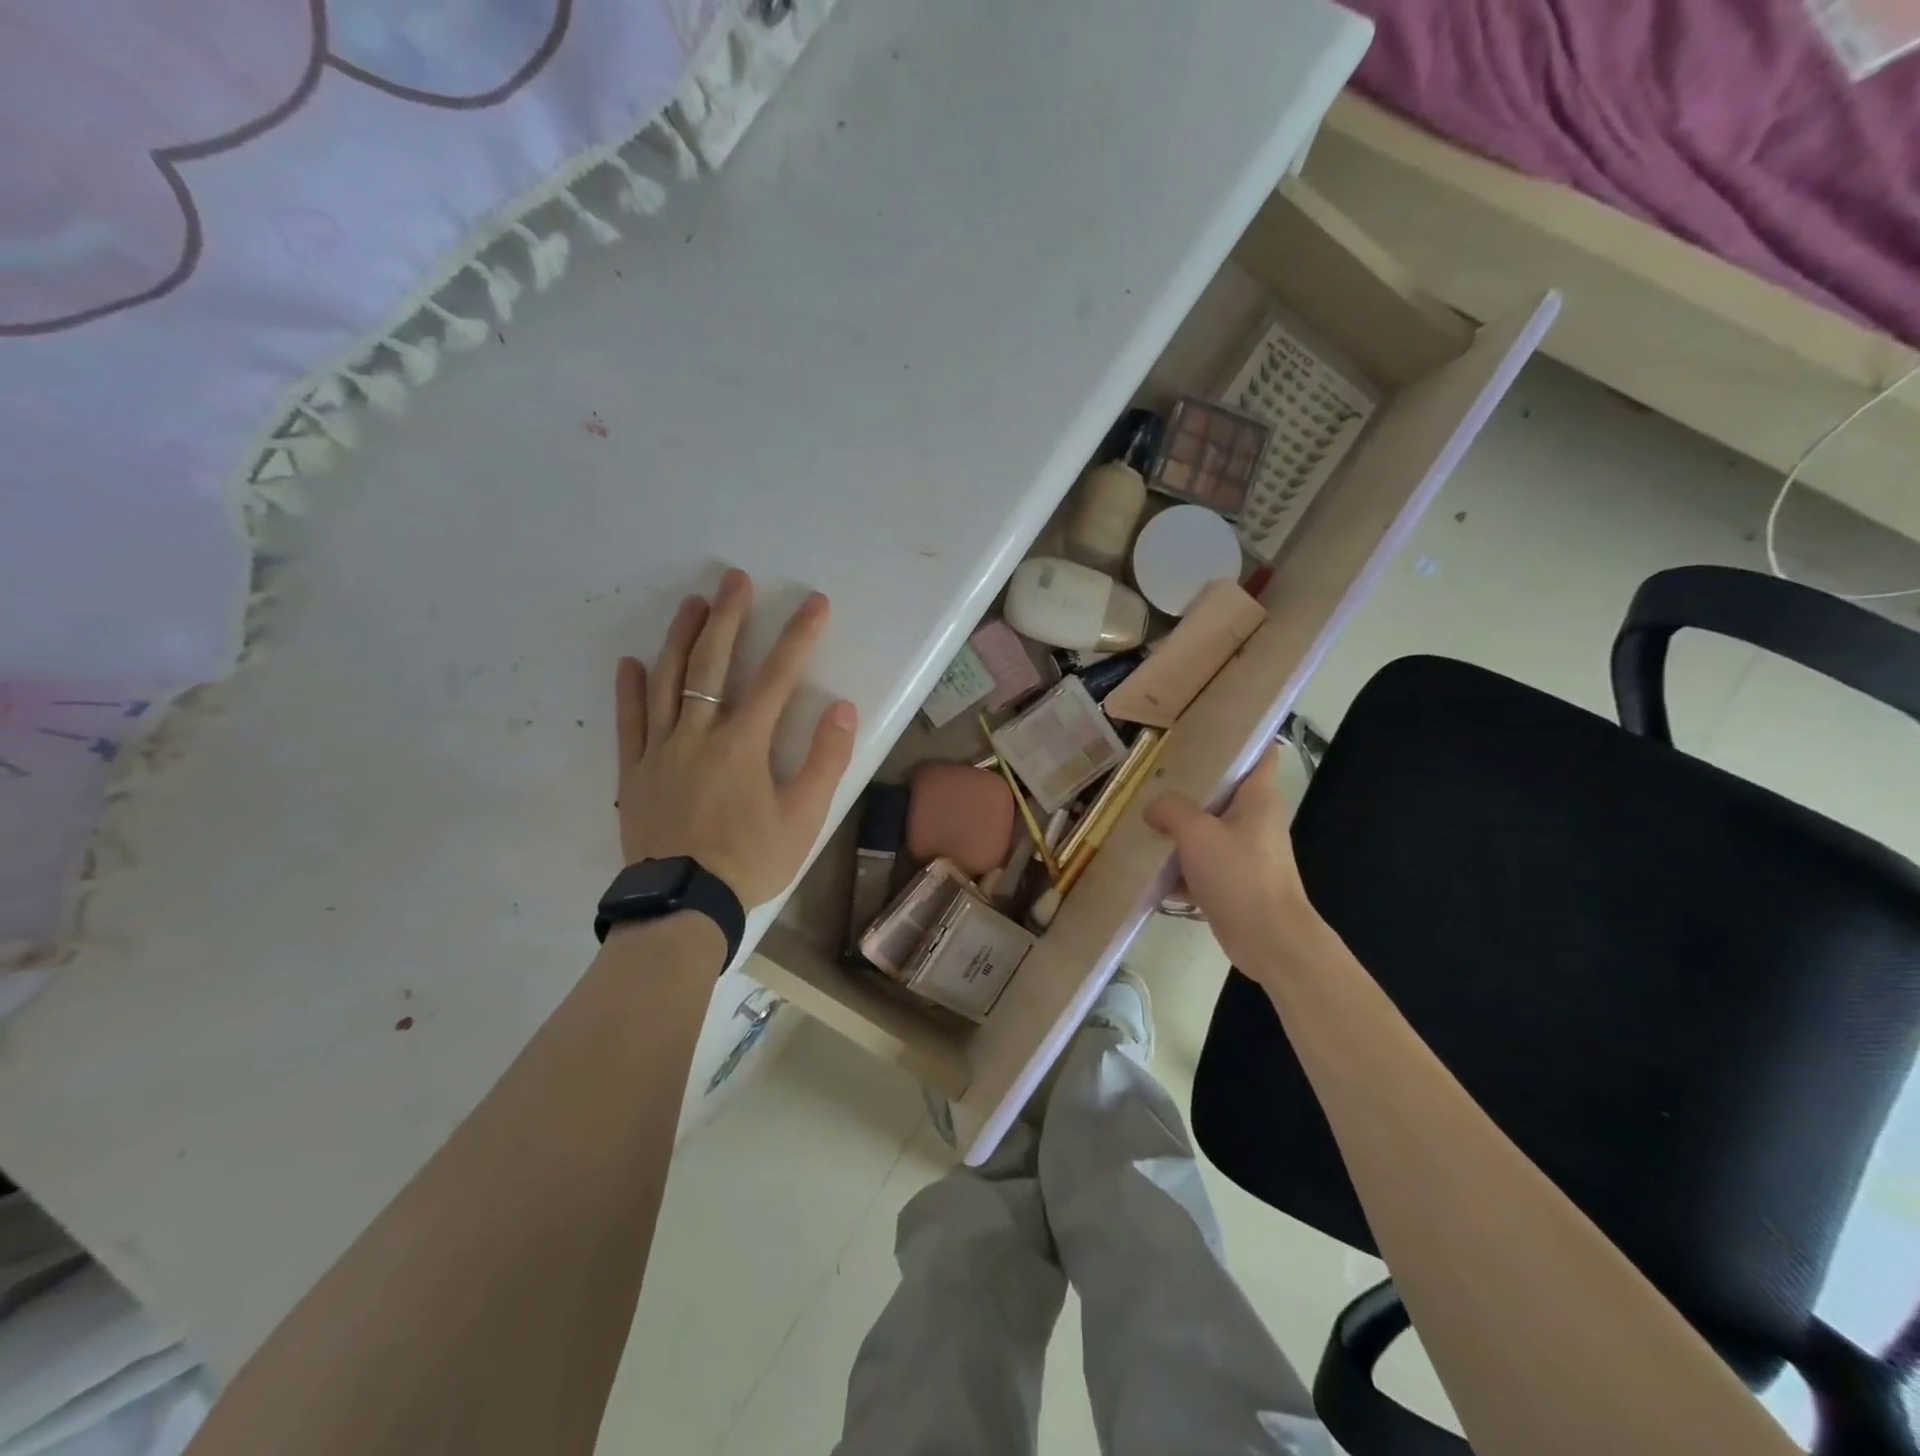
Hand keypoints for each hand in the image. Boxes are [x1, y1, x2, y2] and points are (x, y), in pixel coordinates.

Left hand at [615, 569, 858, 908]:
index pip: (777, 678)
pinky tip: (631, 662)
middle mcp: (699, 734)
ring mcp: (661, 750)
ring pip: (668, 681)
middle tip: (736, 578)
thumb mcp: (804, 817)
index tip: (814, 603)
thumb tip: (842, 709)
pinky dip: (631, 690)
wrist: (684, 905)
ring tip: (693, 603)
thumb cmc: (751, 861)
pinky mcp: (636, 771)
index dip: (798, 637)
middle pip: (713, 664)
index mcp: (743, 744)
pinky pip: (630, 722)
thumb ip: (825, 760)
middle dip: (729, 617)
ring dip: (681, 638)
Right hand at [1145, 743, 1324, 984]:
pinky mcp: (1234, 882)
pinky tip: (1151, 870)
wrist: (1268, 939)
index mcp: (1258, 798)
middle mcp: (1256, 820)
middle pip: (1224, 792)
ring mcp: (1246, 852)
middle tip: (1156, 778)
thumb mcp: (1197, 833)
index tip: (1206, 732)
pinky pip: (1202, 864)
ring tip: (1144, 819)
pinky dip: (1181, 866)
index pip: (1261, 753)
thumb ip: (1171, 810)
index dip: (1240, 739)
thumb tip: (1153, 808)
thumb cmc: (1240, 875)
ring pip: (1209, 830)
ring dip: (1180, 829)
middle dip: (1191, 786)